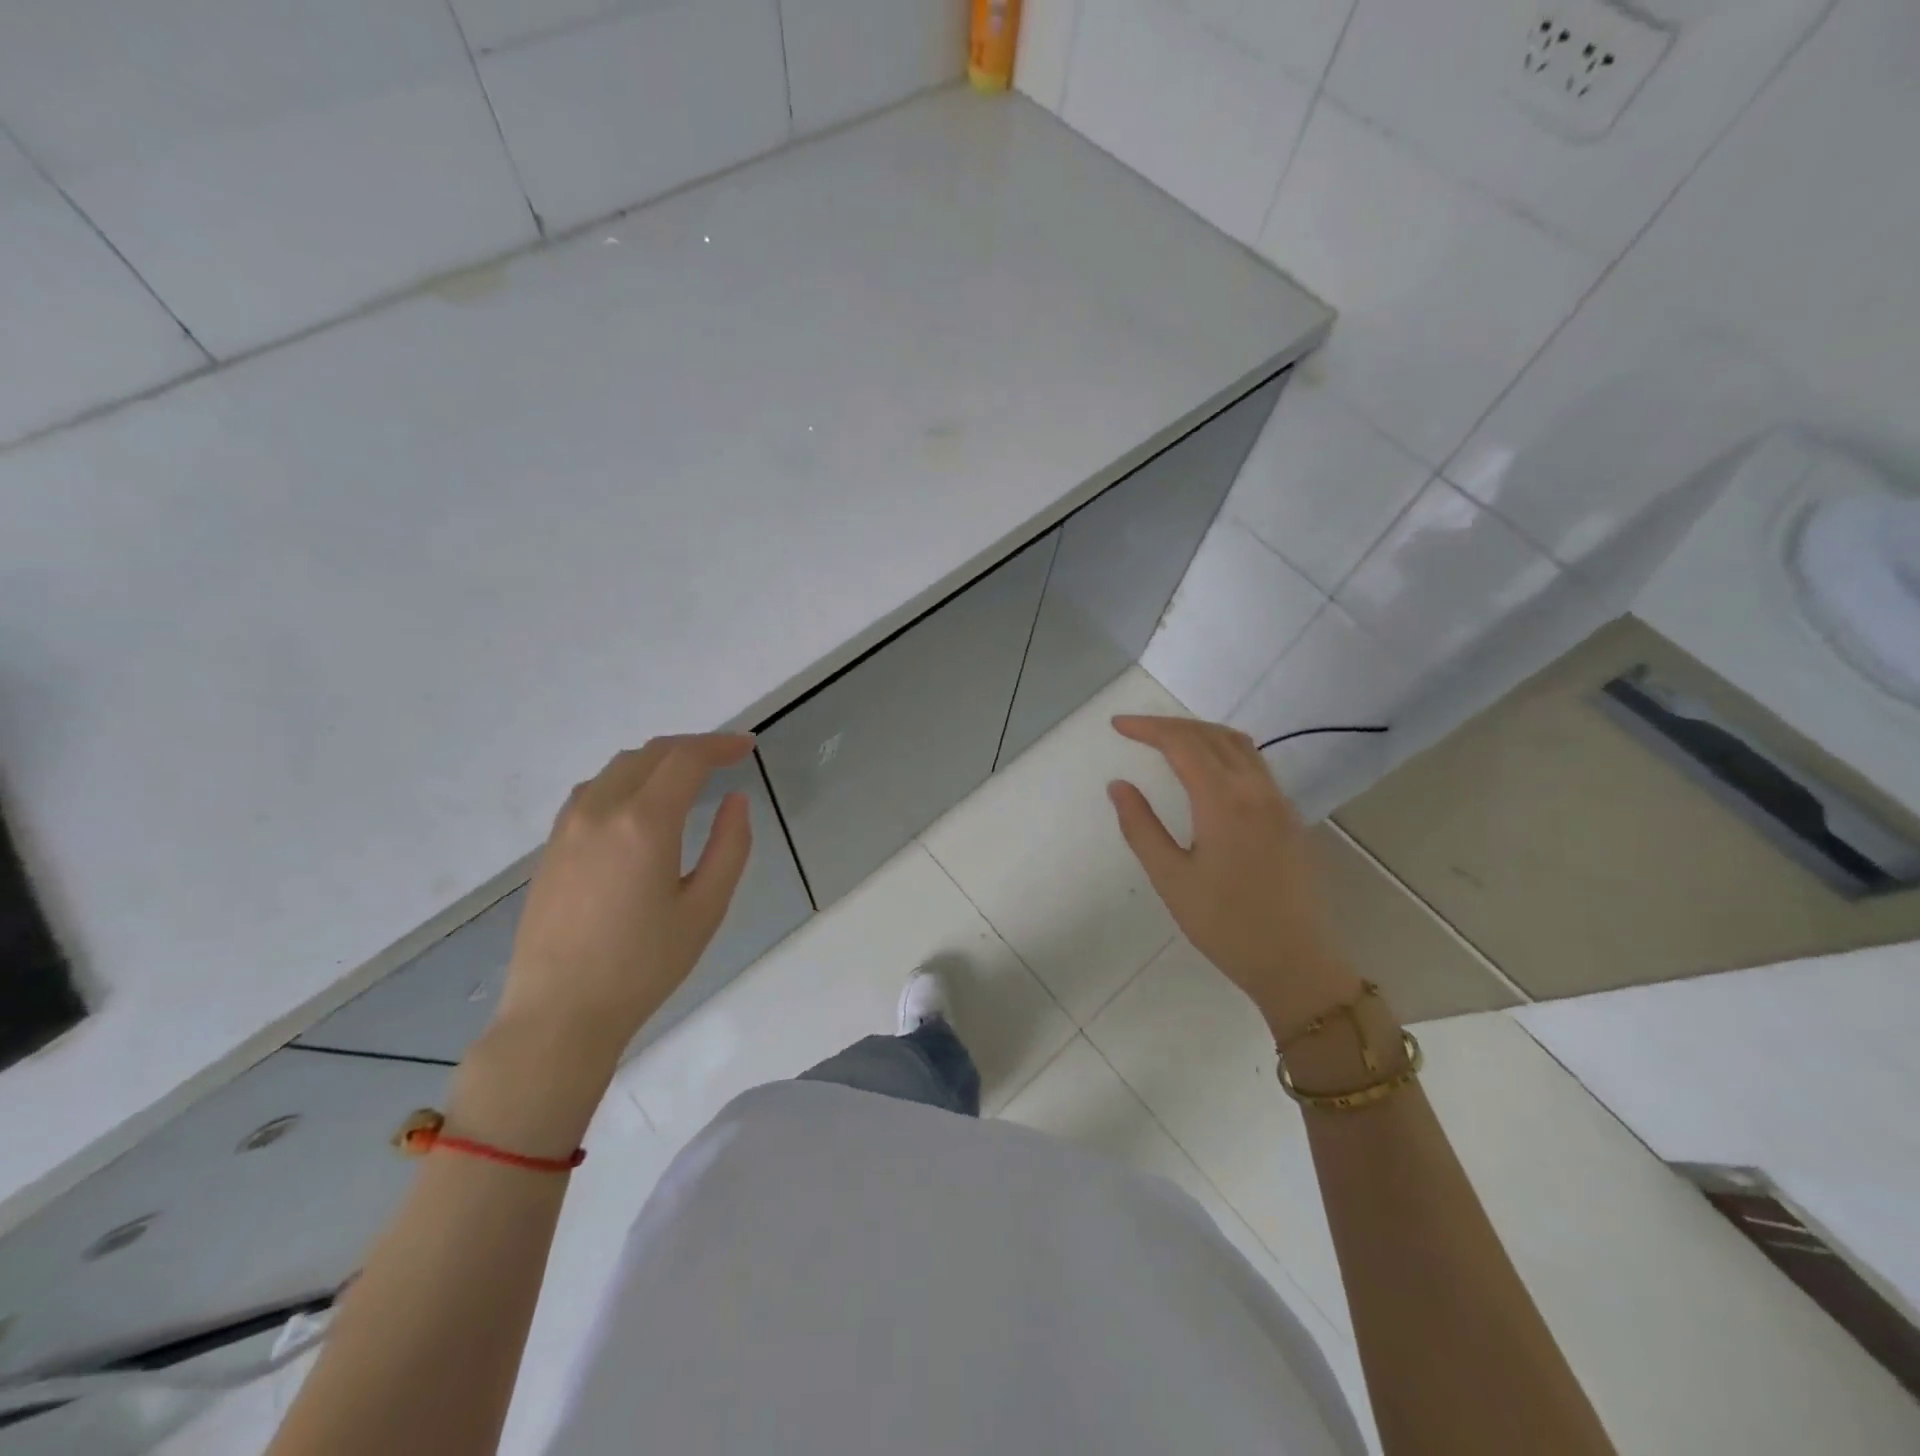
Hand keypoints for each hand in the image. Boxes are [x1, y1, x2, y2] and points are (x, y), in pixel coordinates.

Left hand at [493, 733, 755, 1063]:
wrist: (559, 1013)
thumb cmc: (643, 965)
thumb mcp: (706, 908)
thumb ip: (730, 846)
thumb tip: (735, 800)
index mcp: (645, 823)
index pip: (686, 759)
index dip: (721, 745)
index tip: (748, 747)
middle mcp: (602, 810)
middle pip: (651, 753)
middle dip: (694, 748)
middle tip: (727, 758)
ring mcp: (569, 825)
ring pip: (619, 767)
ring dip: (659, 760)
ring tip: (689, 777)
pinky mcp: (552, 845)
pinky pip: (594, 790)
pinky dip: (628, 779)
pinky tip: (642, 804)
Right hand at [1107, 715, 1360, 1032]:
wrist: (1296, 963)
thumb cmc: (1225, 925)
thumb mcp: (1171, 879)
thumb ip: (1141, 827)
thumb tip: (1119, 785)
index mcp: (1225, 802)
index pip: (1183, 744)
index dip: (1148, 728)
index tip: (1117, 726)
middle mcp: (1257, 790)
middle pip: (1212, 735)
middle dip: (1171, 725)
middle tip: (1135, 729)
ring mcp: (1279, 802)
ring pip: (1239, 745)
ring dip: (1200, 732)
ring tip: (1167, 740)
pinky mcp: (1289, 817)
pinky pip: (1254, 763)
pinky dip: (1223, 749)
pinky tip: (1206, 768)